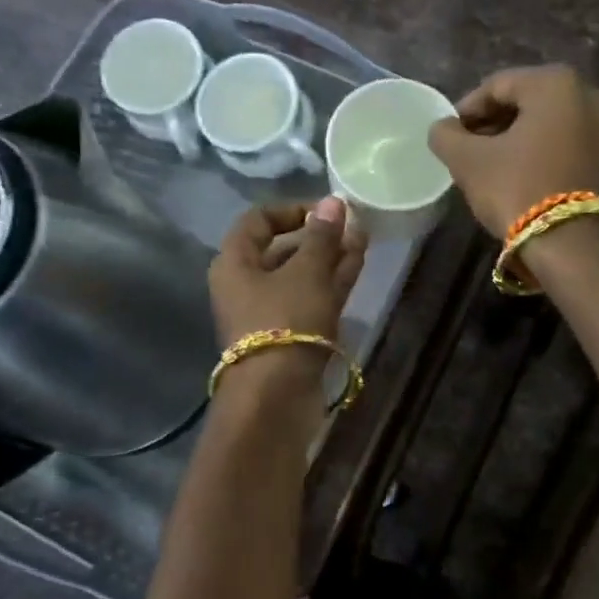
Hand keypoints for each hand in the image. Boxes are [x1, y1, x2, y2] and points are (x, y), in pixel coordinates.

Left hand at [209, 198, 367, 348]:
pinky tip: (358, 264)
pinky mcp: (290, 335)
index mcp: (235, 263)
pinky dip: (332, 281)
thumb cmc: (285, 322)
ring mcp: (269, 312)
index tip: (326, 210)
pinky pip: (311, 298)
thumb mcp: (307, 272)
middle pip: (282, 249)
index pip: (258, 220)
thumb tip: (333, 202)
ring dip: (330, 258)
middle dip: (318, 236)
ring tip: (363, 240)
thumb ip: (322, 236)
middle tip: (352, 226)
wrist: (277, 396)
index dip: (292, 210)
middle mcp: (246, 285)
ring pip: (301, 275)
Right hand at [427, 65, 598, 237]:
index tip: (450, 135)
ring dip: (520, 141)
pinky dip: (545, 155)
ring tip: (494, 169)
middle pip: (528, 103)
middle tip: (470, 152)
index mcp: (556, 83)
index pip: (497, 85)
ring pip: (551, 126)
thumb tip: (442, 128)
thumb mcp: (468, 162)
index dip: (467, 110)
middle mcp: (591, 95)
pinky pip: (570, 147)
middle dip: (495, 125)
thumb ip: (447, 136)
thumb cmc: (518, 190)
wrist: (574, 246)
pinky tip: (525, 179)